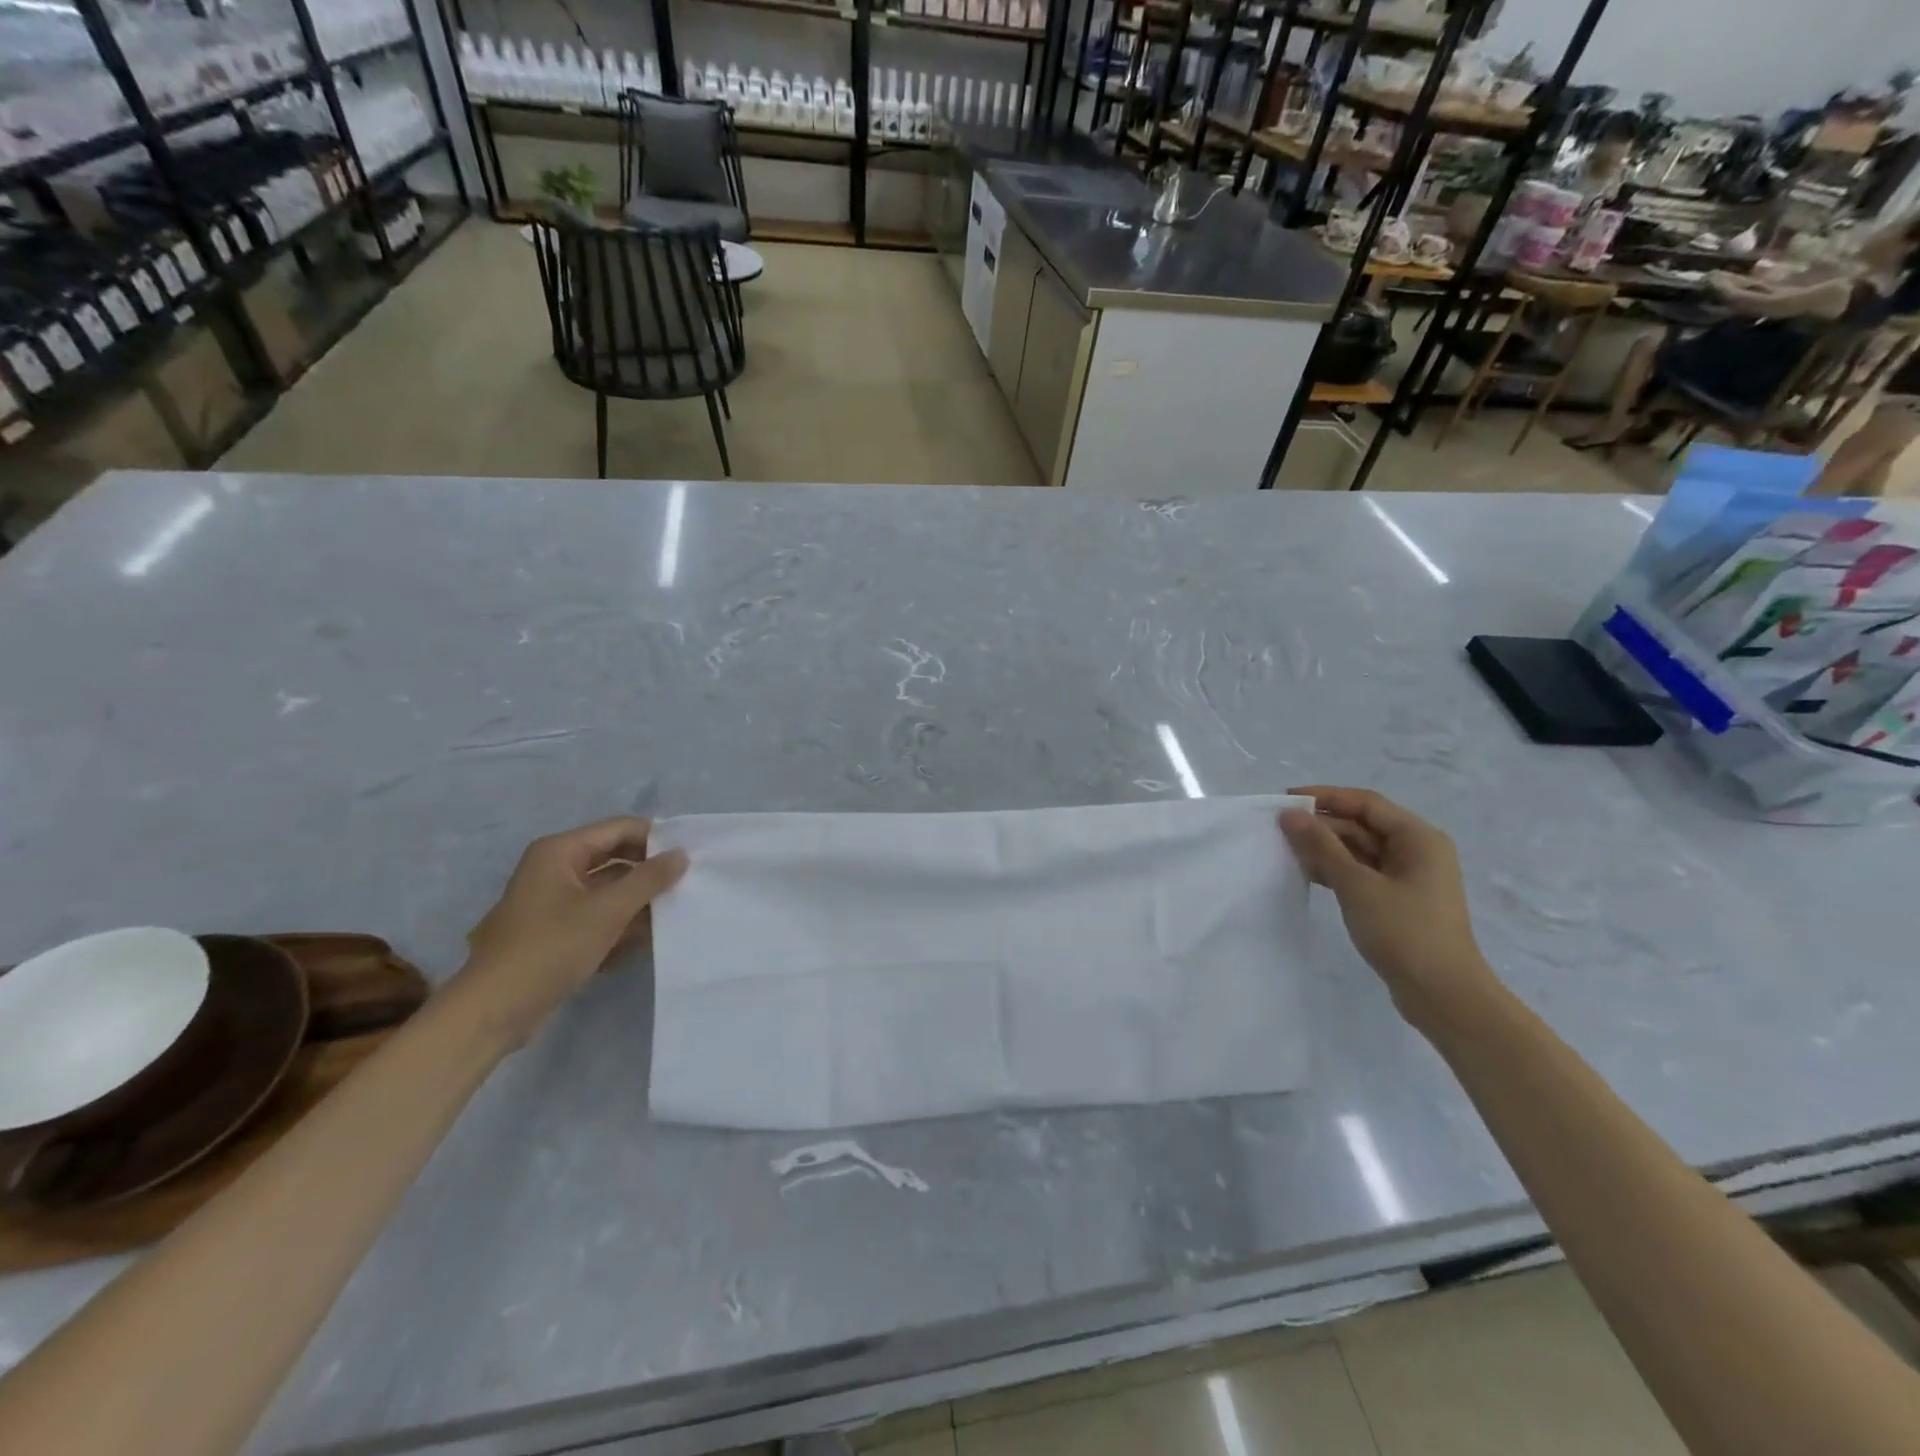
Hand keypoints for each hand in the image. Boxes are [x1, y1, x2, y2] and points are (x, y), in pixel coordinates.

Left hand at [460, 817, 688, 1044]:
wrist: (492, 1011)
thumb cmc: (550, 949)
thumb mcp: (607, 911)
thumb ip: (648, 879)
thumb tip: (681, 854)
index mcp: (560, 852)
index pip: (619, 829)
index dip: (656, 838)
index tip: (691, 856)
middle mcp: (555, 868)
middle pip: (615, 858)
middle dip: (648, 873)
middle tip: (687, 883)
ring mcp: (553, 901)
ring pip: (608, 890)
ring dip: (638, 902)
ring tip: (674, 914)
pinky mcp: (555, 931)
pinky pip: (597, 916)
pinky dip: (619, 924)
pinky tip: (644, 942)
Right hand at [1279, 787, 1497, 1030]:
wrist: (1443, 995)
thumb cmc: (1404, 931)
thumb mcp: (1357, 885)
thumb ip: (1321, 846)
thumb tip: (1290, 815)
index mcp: (1418, 838)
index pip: (1365, 803)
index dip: (1325, 797)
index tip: (1285, 801)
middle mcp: (1417, 851)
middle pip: (1362, 825)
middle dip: (1322, 825)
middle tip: (1278, 829)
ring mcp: (1408, 878)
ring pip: (1359, 850)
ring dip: (1325, 848)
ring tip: (1285, 849)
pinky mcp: (1397, 901)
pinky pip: (1361, 873)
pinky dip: (1335, 870)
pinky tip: (1306, 873)